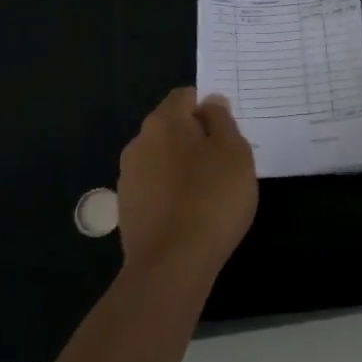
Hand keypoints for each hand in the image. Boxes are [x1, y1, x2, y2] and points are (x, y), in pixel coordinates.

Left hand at [116, 89, 257, 283]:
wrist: (172, 264)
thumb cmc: (211, 198)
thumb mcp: (234, 151)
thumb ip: (222, 120)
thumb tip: (210, 102)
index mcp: (164, 122)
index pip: (185, 96)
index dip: (208, 106)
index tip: (229, 128)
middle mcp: (139, 143)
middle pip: (172, 128)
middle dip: (196, 137)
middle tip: (226, 160)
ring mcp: (129, 178)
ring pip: (163, 159)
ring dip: (183, 166)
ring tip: (211, 190)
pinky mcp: (127, 209)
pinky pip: (156, 188)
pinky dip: (172, 192)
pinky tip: (191, 213)